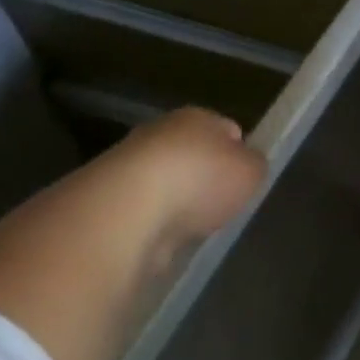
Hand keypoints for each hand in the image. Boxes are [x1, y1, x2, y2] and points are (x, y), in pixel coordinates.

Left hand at [98, 106, 267, 247]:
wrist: (125, 212)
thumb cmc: (199, 180)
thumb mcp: (251, 172)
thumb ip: (254, 166)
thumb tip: (247, 167)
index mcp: (197, 117)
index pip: (227, 129)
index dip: (239, 153)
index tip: (244, 180)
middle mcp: (160, 133)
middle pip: (192, 155)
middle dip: (204, 178)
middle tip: (220, 206)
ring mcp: (127, 167)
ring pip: (165, 184)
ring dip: (176, 204)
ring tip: (191, 230)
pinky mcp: (106, 203)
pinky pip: (142, 213)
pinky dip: (153, 227)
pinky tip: (163, 243)